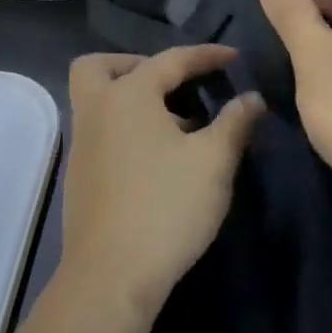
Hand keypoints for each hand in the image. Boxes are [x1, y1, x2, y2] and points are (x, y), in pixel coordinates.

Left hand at [59, 46, 265, 317]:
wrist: (111, 276)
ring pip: (97, 101)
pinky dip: (124, 127)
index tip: (235, 58)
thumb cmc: (166, 207)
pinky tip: (157, 157)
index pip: (170, 60)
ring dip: (131, 99)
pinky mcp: (79, 176)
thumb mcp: (213, 161)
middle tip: (172, 83)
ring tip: (176, 123)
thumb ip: (234, 122)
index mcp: (127, 95)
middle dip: (135, 64)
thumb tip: (252, 98)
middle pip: (100, 67)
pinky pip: (99, 131)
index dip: (206, 56)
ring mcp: (81, 145)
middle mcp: (95, 111)